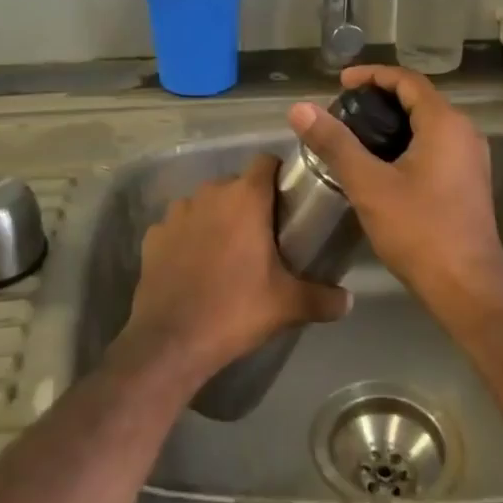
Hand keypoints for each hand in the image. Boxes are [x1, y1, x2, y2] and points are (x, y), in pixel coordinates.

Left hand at [122, 154, 350, 383]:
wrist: (170, 341)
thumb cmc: (235, 310)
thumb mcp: (288, 305)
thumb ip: (324, 298)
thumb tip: (349, 301)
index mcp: (245, 198)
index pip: (266, 161)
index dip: (279, 175)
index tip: (288, 200)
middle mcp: (210, 194)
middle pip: (236, 184)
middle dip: (249, 202)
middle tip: (264, 235)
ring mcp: (177, 213)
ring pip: (205, 203)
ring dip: (217, 217)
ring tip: (227, 250)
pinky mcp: (153, 235)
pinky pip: (178, 225)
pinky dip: (188, 237)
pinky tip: (194, 265)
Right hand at [287, 66, 502, 315]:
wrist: (467, 288)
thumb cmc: (419, 230)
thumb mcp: (369, 184)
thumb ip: (335, 143)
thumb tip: (300, 108)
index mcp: (445, 124)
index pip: (407, 80)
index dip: (373, 75)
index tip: (341, 84)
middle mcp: (465, 133)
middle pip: (419, 100)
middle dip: (380, 99)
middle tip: (344, 110)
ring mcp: (471, 159)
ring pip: (428, 125)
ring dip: (394, 122)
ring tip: (356, 135)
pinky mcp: (469, 182)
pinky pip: (436, 146)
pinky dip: (407, 143)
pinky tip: (382, 165)